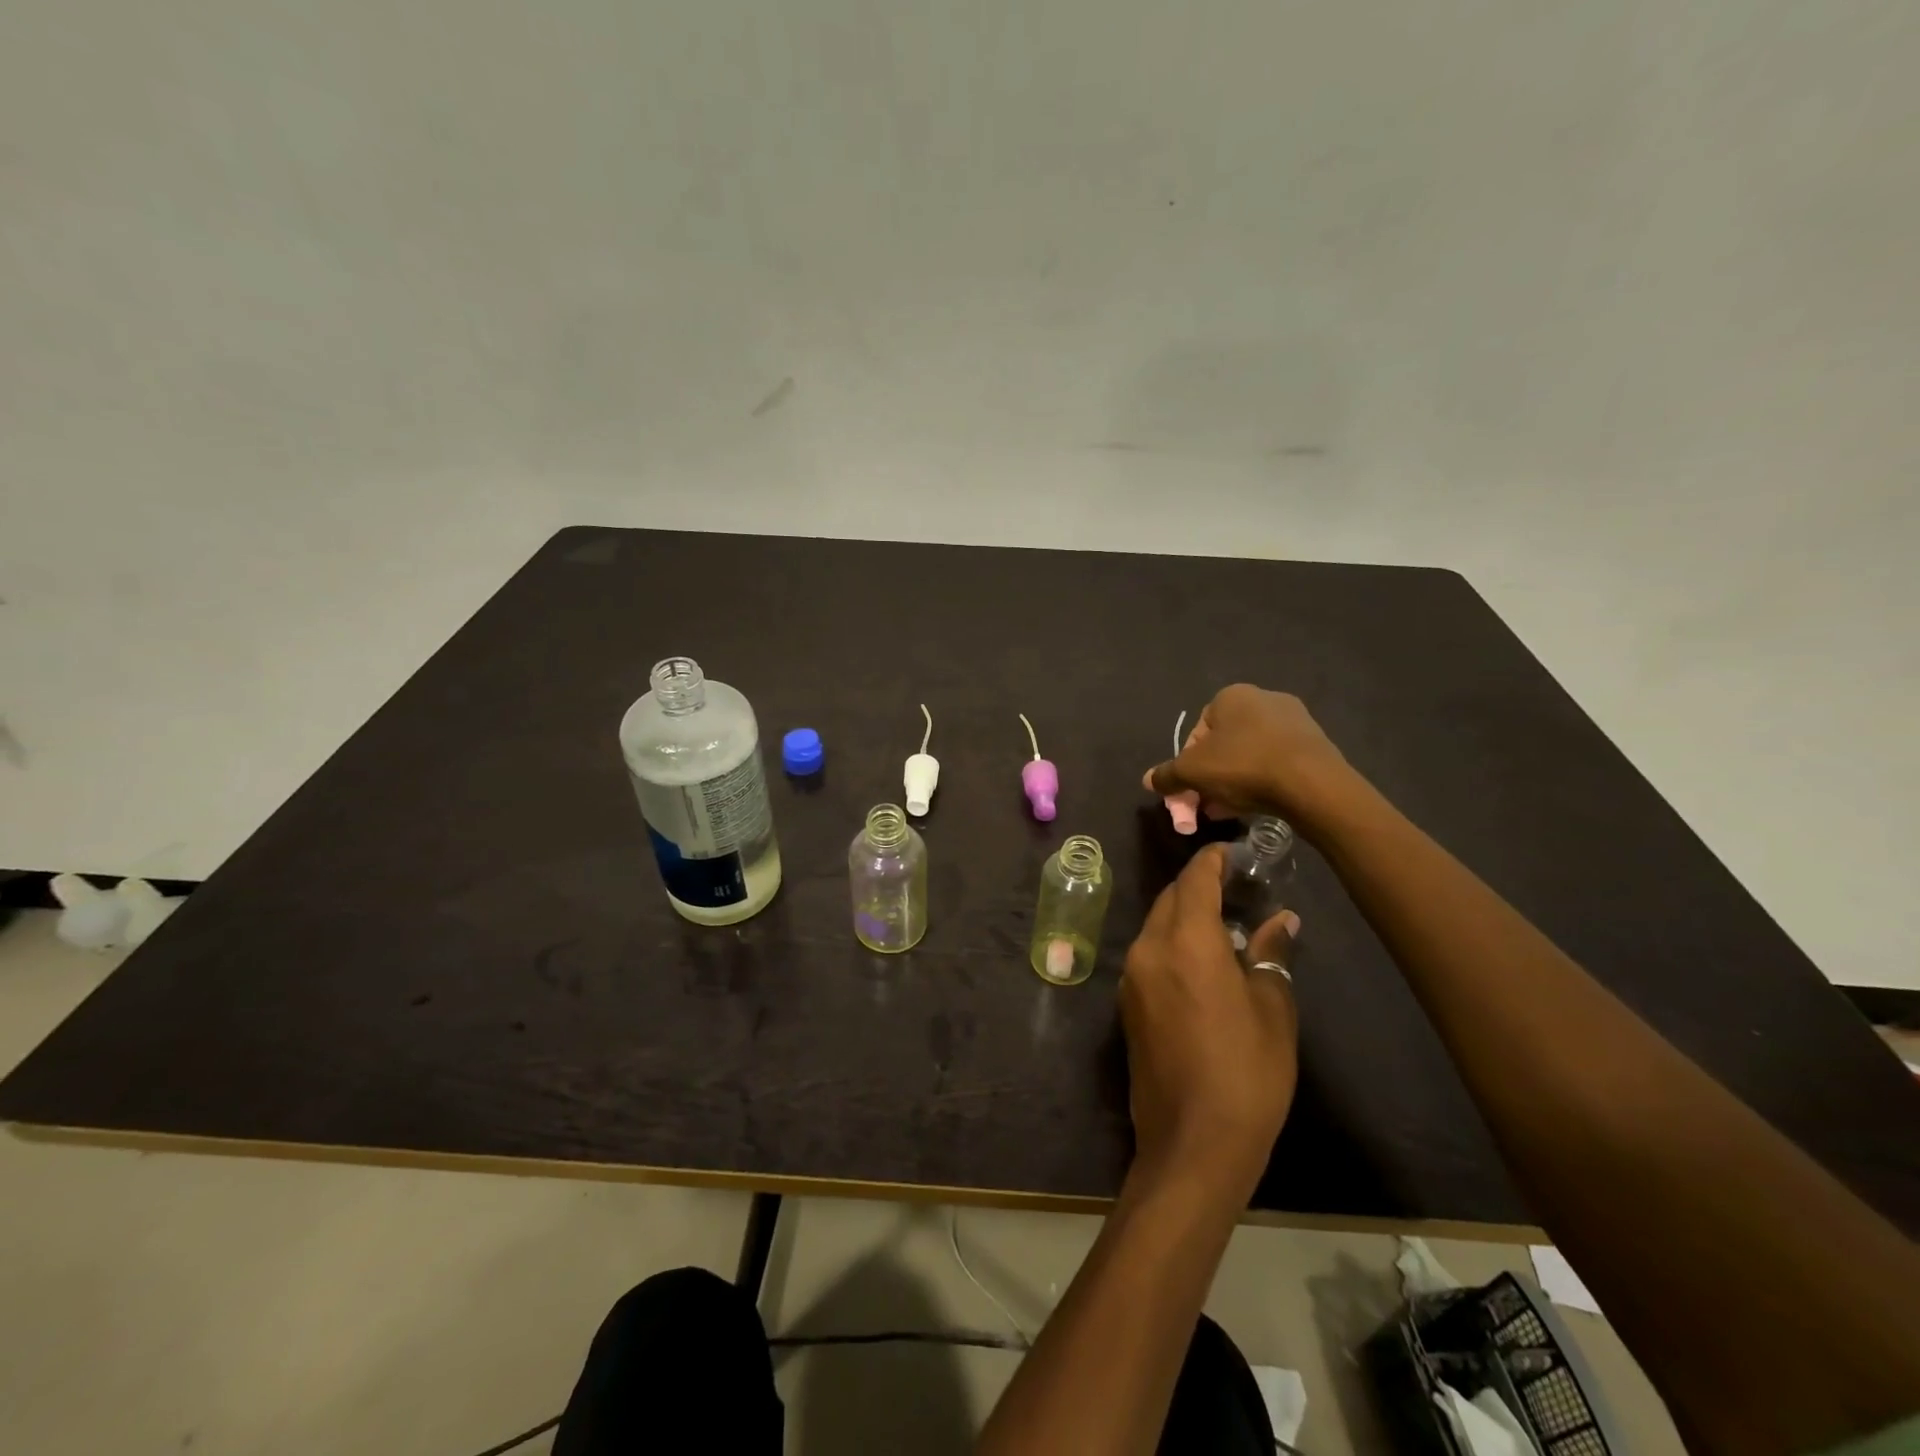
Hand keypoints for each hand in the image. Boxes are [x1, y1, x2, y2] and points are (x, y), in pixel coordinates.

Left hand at [1119, 844, 1299, 1201]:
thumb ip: (1271, 955)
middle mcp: (1148, 948)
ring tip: (1224, 925)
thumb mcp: (1272, 1010)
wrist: (1192, 1142)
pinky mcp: (1126, 1004)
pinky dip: (1173, 944)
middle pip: (1170, 900)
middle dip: (1197, 887)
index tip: (1232, 851)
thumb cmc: (1246, 1073)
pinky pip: (1150, 955)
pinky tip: (1202, 963)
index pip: (1193, 880)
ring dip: (1184, 917)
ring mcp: (1131, 976)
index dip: (1212, 861)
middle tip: (1234, 888)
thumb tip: (1280, 920)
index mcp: (1184, 941)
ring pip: (1157, 926)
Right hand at [1145, 685, 1354, 833]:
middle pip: (1224, 743)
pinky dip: (1264, 780)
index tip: (1190, 790)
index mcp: (1231, 695)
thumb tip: (1148, 780)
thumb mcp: (1192, 772)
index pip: (1197, 731)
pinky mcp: (1315, 743)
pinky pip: (1277, 761)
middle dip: (1212, 775)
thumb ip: (1167, 775)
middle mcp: (1264, 698)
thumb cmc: (1243, 767)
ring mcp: (1294, 720)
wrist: (1312, 784)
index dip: (1188, 764)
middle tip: (1208, 803)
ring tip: (1232, 809)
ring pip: (1251, 754)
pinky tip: (1259, 804)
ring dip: (1236, 780)